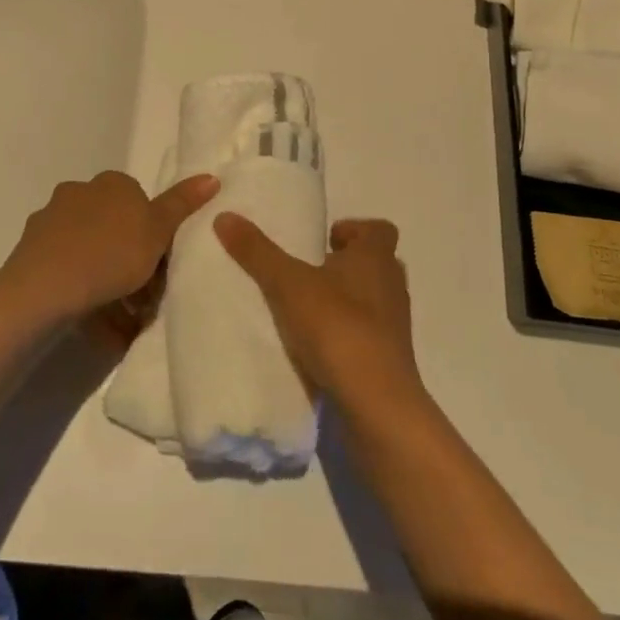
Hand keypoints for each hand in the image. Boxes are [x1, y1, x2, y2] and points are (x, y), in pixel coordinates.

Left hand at [0, 171, 218, 328]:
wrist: (43, 289)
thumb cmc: (110, 254)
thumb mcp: (158, 231)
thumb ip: (182, 205)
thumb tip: (211, 177)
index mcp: (111, 184)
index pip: (139, 202)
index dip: (154, 235)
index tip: (162, 266)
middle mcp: (78, 194)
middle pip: (114, 228)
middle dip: (130, 261)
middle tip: (147, 298)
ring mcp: (50, 224)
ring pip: (90, 253)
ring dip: (108, 284)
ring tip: (125, 324)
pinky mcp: (31, 254)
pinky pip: (67, 274)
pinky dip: (84, 297)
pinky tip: (98, 327)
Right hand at [214, 213, 426, 421]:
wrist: (375, 404)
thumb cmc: (338, 328)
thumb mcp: (288, 284)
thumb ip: (257, 252)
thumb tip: (225, 215)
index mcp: (376, 258)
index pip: (379, 229)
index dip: (353, 229)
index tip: (322, 241)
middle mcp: (391, 286)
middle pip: (374, 264)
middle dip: (344, 265)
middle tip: (306, 272)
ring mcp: (394, 325)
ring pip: (371, 301)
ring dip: (344, 301)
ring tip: (304, 310)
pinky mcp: (389, 359)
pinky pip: (367, 335)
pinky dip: (345, 334)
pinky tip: (314, 347)